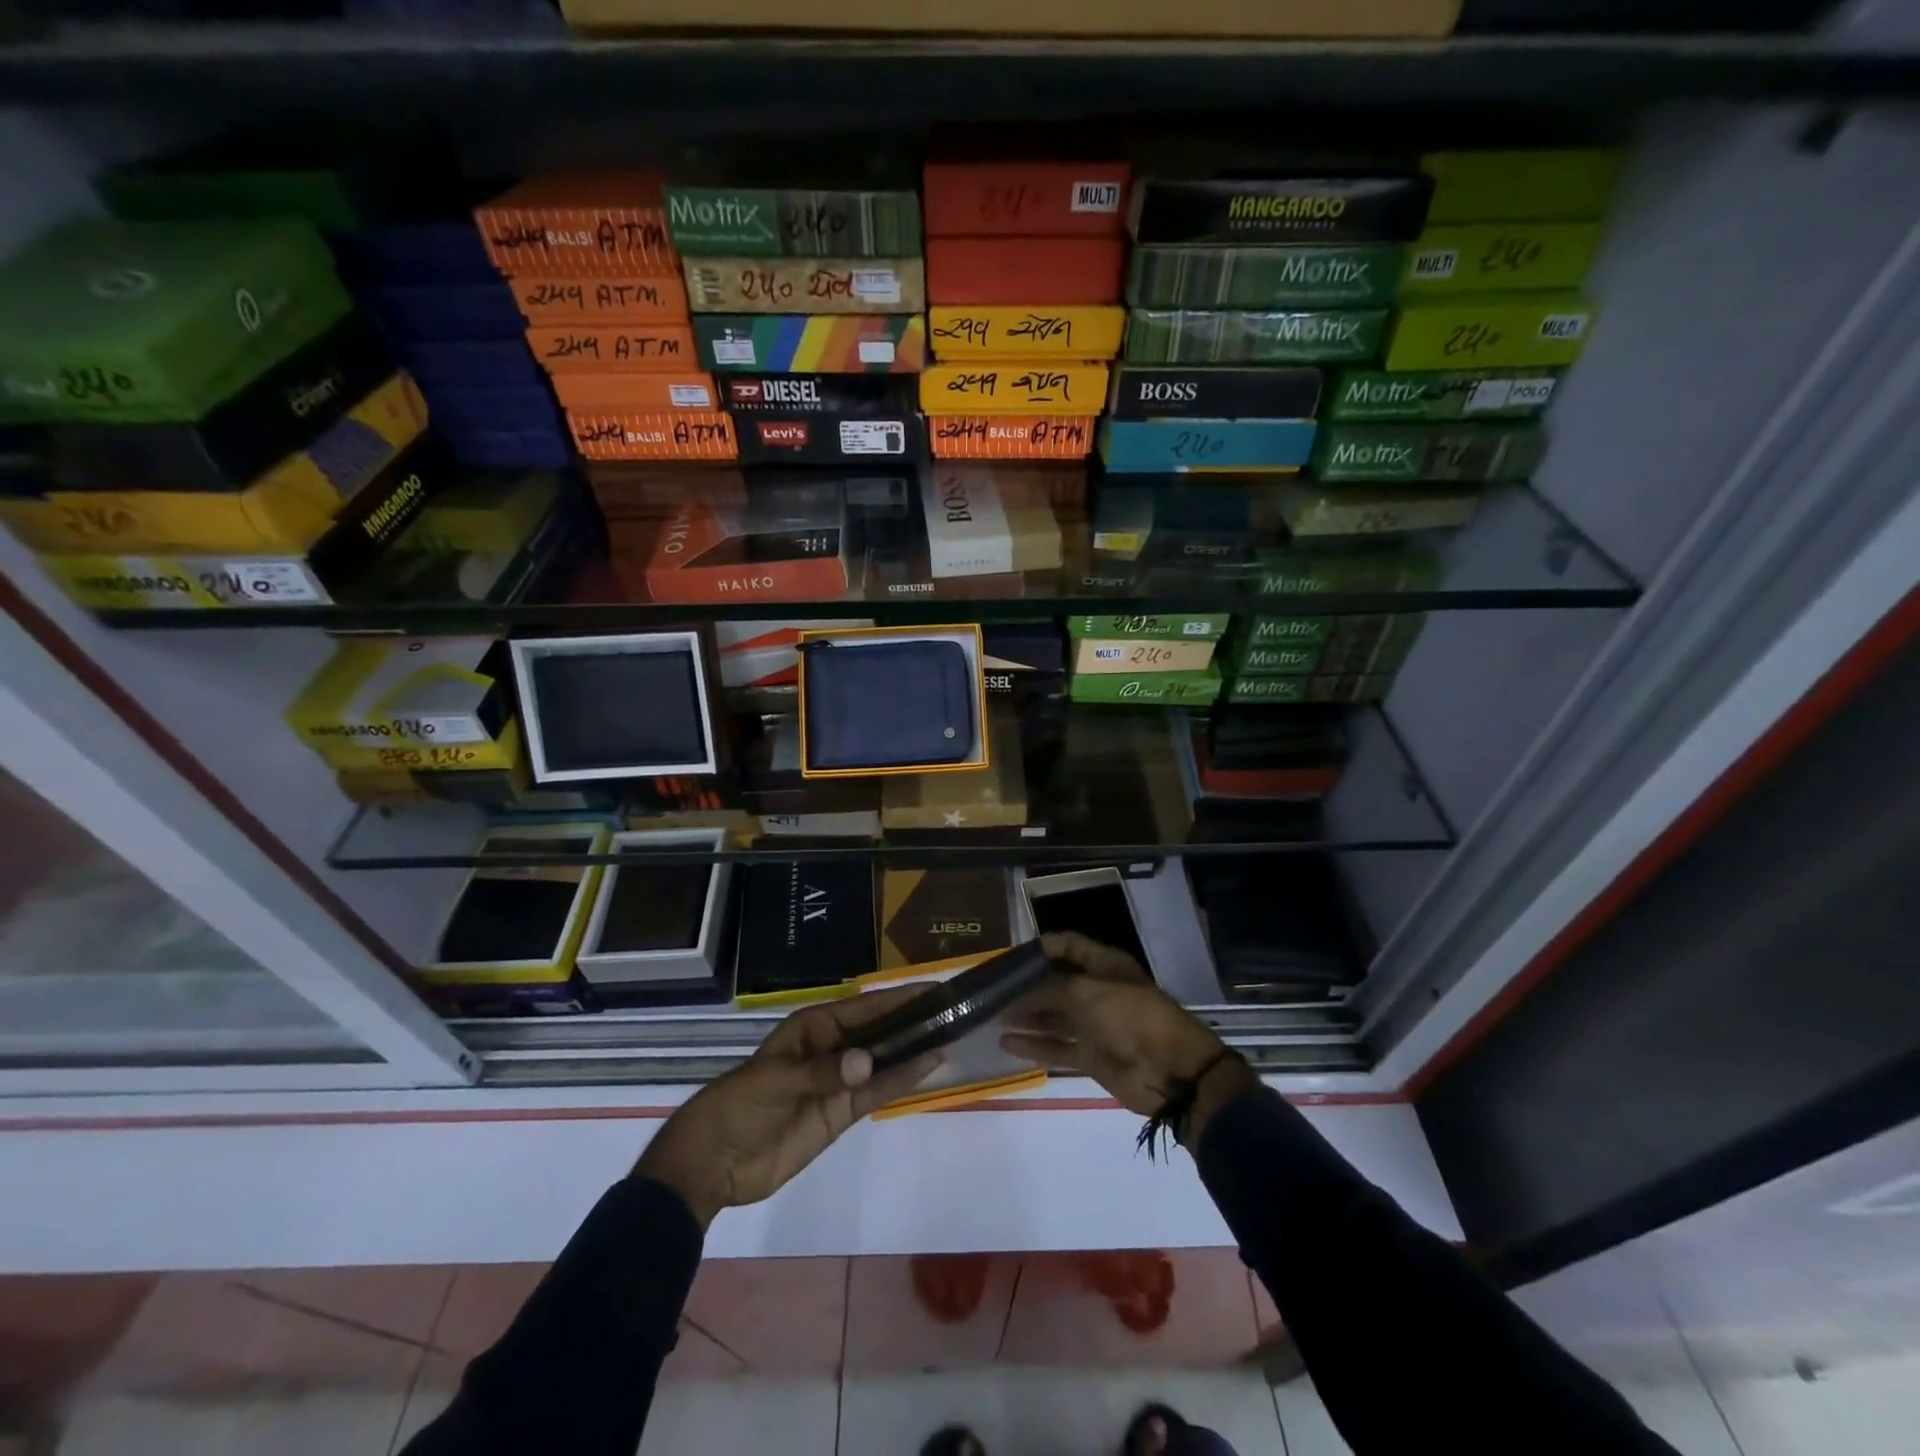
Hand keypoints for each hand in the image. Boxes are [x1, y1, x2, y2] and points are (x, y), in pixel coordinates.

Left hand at [634, 986, 940, 1227]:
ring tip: (951, 1036)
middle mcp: (831, 1048)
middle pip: (879, 1032)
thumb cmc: (739, 1104)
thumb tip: (869, 1063)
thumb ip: (823, 1072)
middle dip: (912, 1022)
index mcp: (813, 1028)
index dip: (896, 999)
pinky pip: (876, 1094)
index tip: (931, 989)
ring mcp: (839, 1082)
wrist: (713, 1162)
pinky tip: (927, 1068)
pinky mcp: (841, 1114)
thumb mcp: (775, 1081)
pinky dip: (900, 1081)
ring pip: (883, 1062)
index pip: (863, 1008)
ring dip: (913, 1051)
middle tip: (953, 1011)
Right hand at [1001, 932, 1258, 1145]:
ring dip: (1026, 1016)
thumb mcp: (1085, 993)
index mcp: (1104, 965)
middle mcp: (1097, 991)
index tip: (1007, 955)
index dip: (1039, 947)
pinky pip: (1057, 1047)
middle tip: (991, 989)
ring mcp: (1094, 1025)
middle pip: (1056, 983)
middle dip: (1026, 986)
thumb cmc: (1130, 1016)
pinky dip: (1033, 1045)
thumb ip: (1048, 990)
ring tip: (991, 1015)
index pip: (1066, 945)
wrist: (1171, 1071)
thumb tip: (1017, 992)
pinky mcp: (1091, 1056)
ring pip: (1053, 1016)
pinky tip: (1006, 1043)